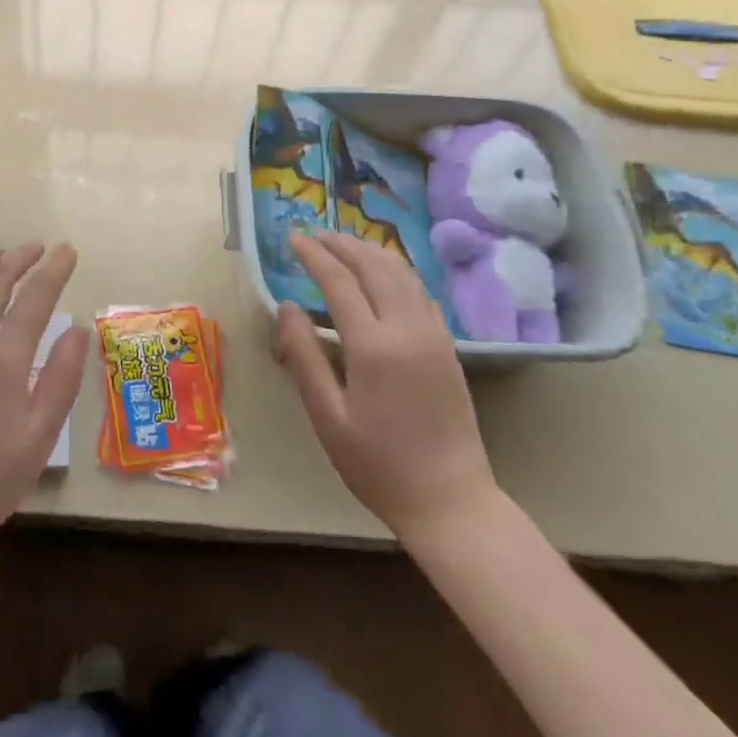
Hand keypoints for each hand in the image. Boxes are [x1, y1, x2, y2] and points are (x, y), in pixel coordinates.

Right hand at [274, 232, 497, 540]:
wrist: (451, 502)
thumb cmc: (378, 464)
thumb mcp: (326, 416)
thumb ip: (303, 355)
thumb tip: (286, 306)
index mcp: (373, 346)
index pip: (338, 281)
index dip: (313, 255)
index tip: (292, 238)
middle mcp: (407, 329)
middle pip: (373, 266)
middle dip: (341, 244)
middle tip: (314, 234)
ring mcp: (433, 335)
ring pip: (401, 273)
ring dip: (369, 251)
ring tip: (342, 244)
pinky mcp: (448, 346)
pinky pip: (419, 291)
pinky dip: (395, 270)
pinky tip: (381, 274)